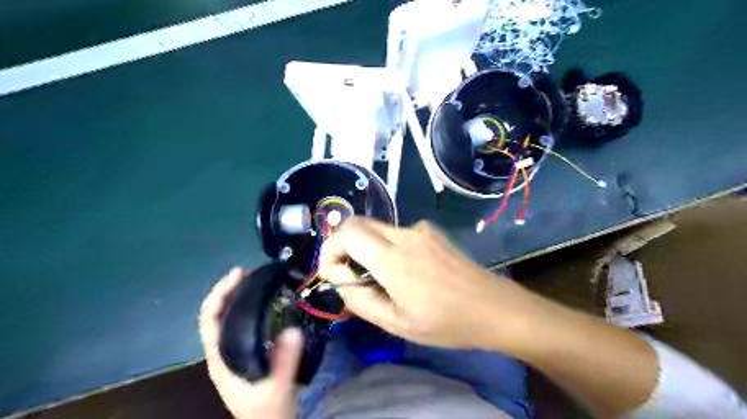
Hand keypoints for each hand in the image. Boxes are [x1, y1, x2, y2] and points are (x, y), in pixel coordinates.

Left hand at [202, 269, 303, 418]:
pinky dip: (246, 308)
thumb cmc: (267, 413)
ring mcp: (233, 353)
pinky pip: (240, 324)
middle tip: (249, 273)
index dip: (219, 294)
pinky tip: (263, 303)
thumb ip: (284, 362)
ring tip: (254, 281)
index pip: (209, 320)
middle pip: (216, 315)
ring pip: (227, 319)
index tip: (238, 275)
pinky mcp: (245, 354)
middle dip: (227, 291)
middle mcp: (222, 353)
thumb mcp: (277, 389)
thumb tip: (292, 329)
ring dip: (236, 298)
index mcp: (221, 358)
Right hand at [317, 218, 540, 350]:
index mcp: (393, 259)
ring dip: (366, 248)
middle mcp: (404, 235)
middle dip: (343, 245)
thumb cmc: (446, 323)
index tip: (331, 272)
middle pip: (359, 224)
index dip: (329, 248)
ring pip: (378, 229)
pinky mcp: (432, 233)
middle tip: (347, 273)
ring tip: (378, 278)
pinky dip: (387, 246)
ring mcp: (421, 231)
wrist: (494, 308)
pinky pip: (398, 233)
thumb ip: (359, 298)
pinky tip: (404, 270)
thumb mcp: (396, 323)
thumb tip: (338, 275)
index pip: (347, 232)